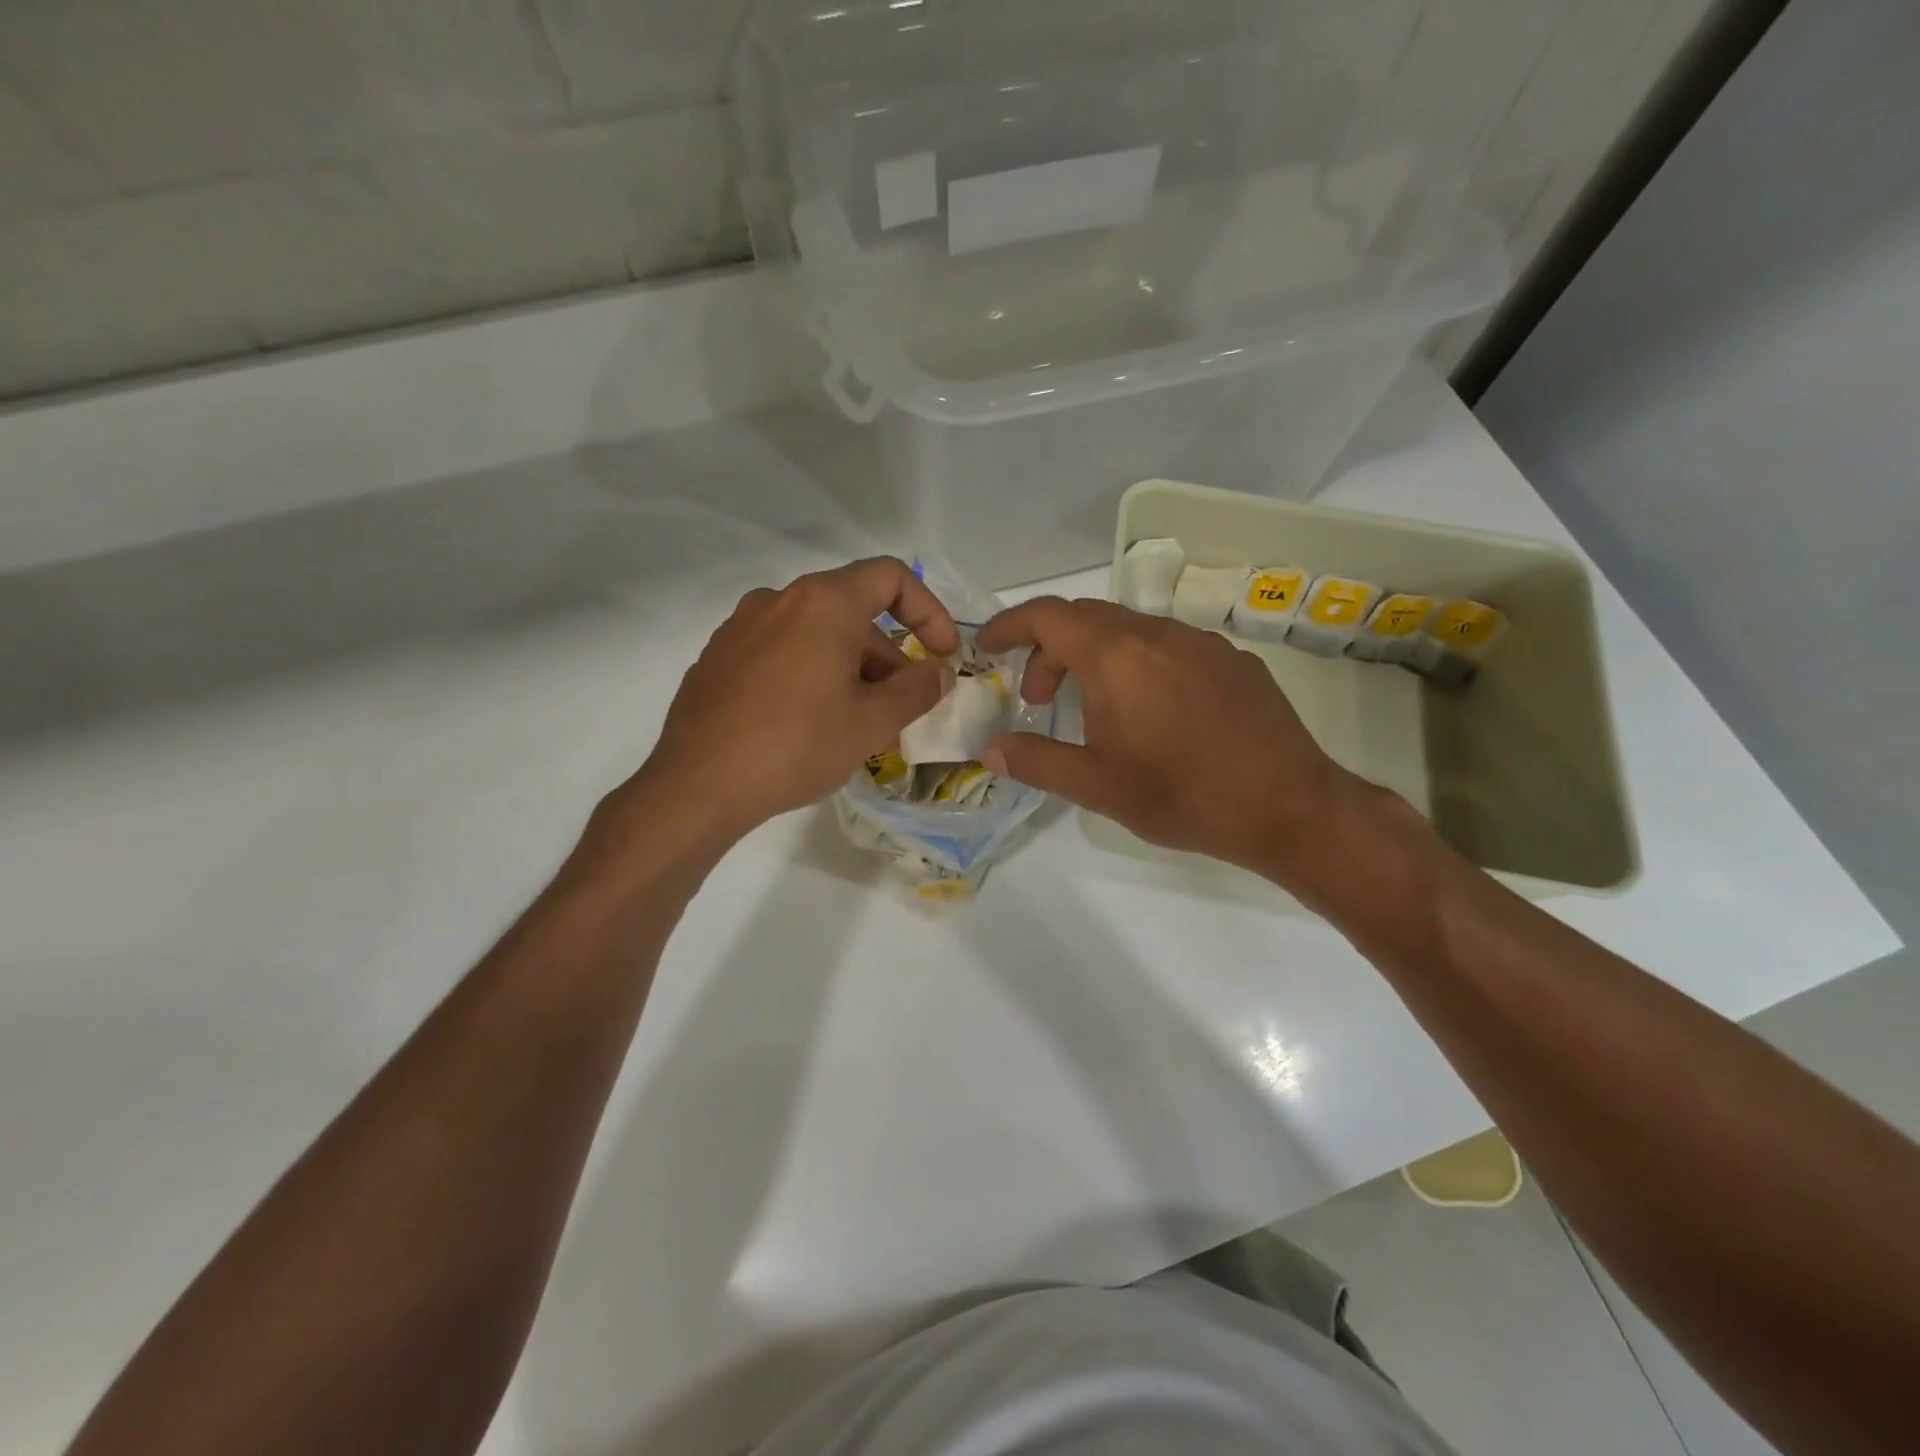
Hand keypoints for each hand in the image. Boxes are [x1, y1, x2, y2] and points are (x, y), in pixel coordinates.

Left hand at [624, 558, 958, 845]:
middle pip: (852, 610)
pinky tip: (809, 723)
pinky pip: (781, 651)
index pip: (890, 577)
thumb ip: (918, 690)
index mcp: (822, 603)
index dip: (929, 611)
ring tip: (857, 722)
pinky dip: (810, 673)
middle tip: (901, 706)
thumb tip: (939, 671)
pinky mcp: (718, 657)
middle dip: (887, 655)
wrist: (697, 786)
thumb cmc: (797, 745)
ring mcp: (741, 627)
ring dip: (850, 667)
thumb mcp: (872, 723)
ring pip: (815, 633)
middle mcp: (779, 600)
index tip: (942, 653)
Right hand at [977, 597, 1361, 879]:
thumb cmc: (1183, 795)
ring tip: (1094, 708)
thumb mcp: (1097, 786)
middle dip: (1049, 649)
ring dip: (1095, 657)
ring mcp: (1200, 642)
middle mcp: (1156, 634)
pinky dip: (1138, 663)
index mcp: (1116, 656)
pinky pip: (1169, 645)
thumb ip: (1036, 761)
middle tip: (1039, 699)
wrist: (1289, 806)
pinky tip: (1152, 712)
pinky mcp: (1233, 660)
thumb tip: (991, 750)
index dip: (1010, 625)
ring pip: (1129, 629)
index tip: (988, 648)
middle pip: (1086, 619)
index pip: (1047, 616)